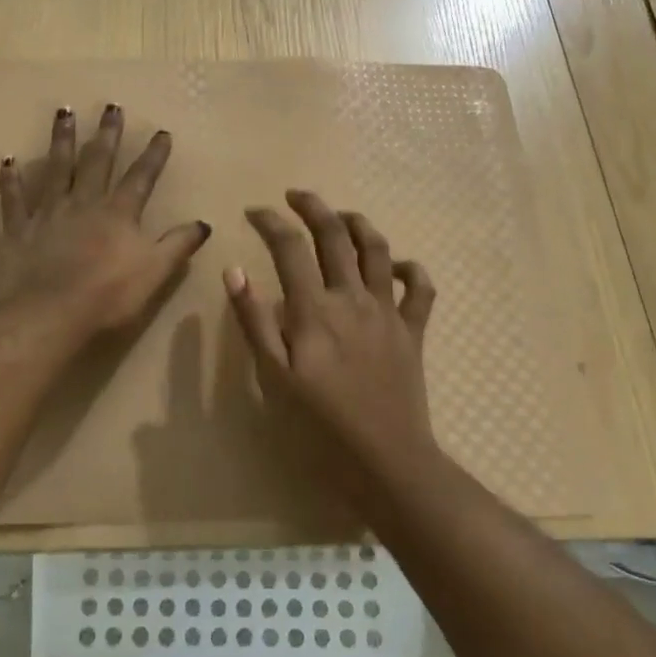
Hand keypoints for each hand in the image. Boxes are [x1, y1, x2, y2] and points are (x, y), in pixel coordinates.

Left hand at [0, 105, 211, 334]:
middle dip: (107, 134)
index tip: (162, 132)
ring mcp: (49, 213)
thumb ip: (178, 245)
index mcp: (118, 213)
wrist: (51, 312)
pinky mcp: (20, 229)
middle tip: (111, 106)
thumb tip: (203, 223)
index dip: (154, 155)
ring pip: (56, 168)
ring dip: (62, 139)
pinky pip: (15, 199)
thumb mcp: (156, 271)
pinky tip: (8, 160)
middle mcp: (84, 203)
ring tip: (64, 112)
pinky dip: (11, 179)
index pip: (141, 177)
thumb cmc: (109, 294)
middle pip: (98, 161)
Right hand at [226, 190, 439, 482]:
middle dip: (313, 207)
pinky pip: (419, 288)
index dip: (270, 221)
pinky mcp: (412, 331)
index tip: (253, 211)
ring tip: (341, 216)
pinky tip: (398, 265)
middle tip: (295, 195)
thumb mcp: (273, 377)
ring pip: (378, 250)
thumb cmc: (319, 426)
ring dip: (359, 224)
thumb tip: (235, 271)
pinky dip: (410, 268)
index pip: (289, 247)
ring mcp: (388, 312)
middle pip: (335, 236)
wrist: (385, 461)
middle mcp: (353, 298)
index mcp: (314, 309)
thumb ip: (253, 321)